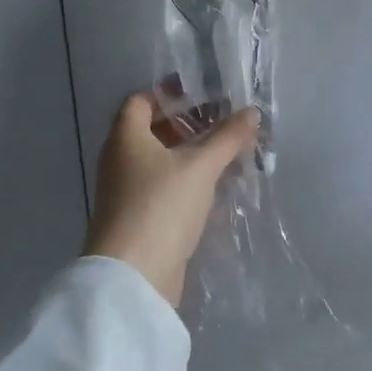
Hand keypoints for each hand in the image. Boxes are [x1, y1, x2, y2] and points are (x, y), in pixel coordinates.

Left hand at [85, 93, 260, 307]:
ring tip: (225, 156)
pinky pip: (161, 188)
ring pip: (158, 162)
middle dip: (186, 126)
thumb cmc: (161, 206)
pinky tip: (212, 189)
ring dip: (188, 156)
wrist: (133, 275)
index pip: (140, 101)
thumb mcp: (200, 167)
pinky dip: (184, 182)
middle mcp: (119, 160)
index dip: (169, 94)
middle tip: (222, 126)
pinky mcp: (137, 218)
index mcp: (125, 138)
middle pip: (151, 131)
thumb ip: (227, 138)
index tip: (203, 96)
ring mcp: (125, 192)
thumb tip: (252, 112)